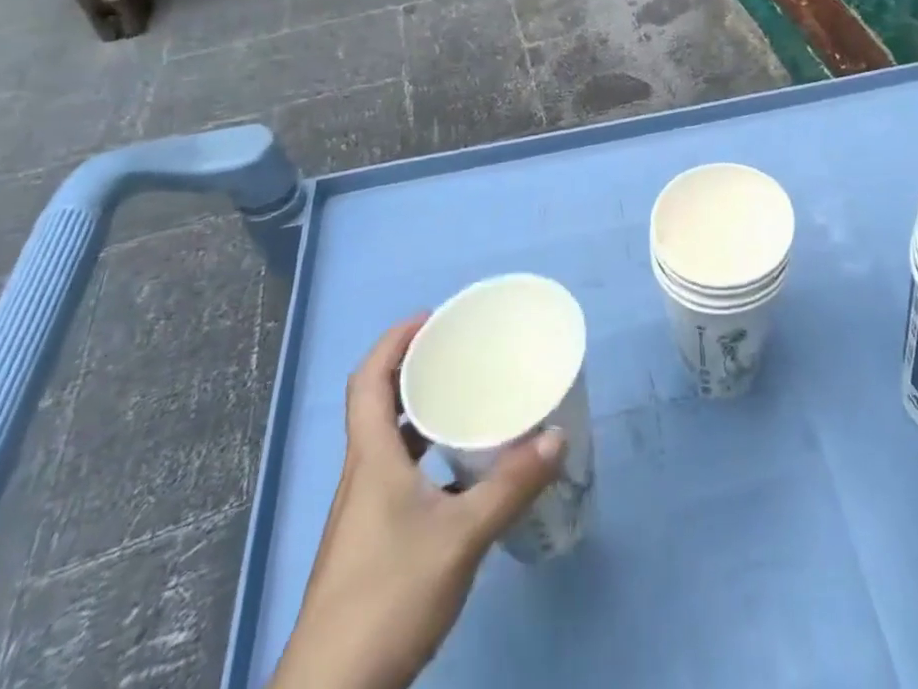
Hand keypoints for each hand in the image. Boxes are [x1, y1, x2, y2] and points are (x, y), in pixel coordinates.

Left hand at [268, 318, 563, 688]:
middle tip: (458, 353)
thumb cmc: (388, 599)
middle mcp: (362, 476)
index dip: (394, 341)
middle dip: (414, 370)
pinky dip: (425, 459)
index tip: (432, 319)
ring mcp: (363, 513)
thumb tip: (556, 436)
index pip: (368, 380)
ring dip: (419, 415)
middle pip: (377, 405)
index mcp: (371, 459)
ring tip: (465, 402)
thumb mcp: (461, 538)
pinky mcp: (371, 544)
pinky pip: (398, 476)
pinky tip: (461, 475)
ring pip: (388, 443)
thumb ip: (510, 486)